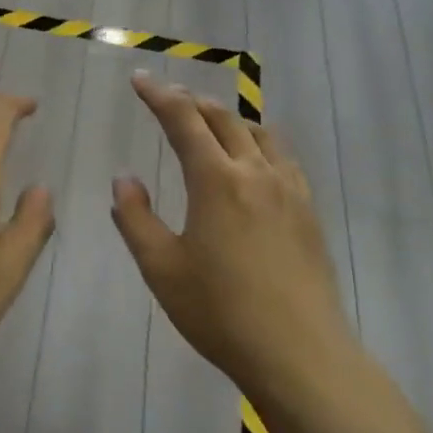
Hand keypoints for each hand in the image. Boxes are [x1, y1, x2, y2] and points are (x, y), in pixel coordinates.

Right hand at [112, 73, 347, 394]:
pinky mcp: (308, 211)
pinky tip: (255, 161)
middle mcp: (255, 172)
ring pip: (258, 132)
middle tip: (168, 98)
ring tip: (210, 122)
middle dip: (191, 101)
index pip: (183, 119)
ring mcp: (288, 189)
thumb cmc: (220, 312)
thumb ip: (135, 218)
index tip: (139, 79)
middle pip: (222, 118)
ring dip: (228, 119)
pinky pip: (282, 157)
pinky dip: (259, 143)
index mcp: (215, 179)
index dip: (158, 95)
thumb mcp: (161, 268)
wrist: (300, 354)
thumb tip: (124, 179)